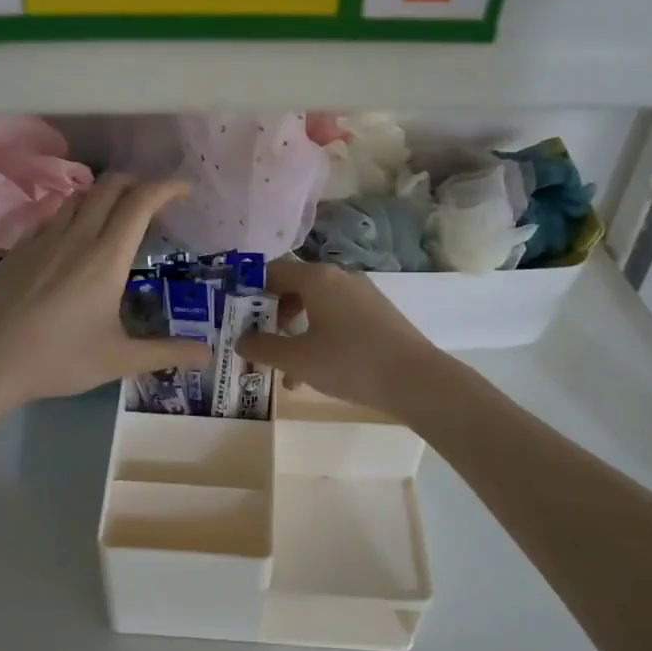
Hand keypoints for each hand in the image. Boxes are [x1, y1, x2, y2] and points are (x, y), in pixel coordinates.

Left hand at [0, 175, 209, 413]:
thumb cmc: (58, 359)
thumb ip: (166, 352)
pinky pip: (54, 214)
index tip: (184, 190)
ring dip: (105, 194)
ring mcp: (44, 238)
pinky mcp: (20, 247)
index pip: (140, 203)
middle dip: (138, 183)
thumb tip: (208, 355)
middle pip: (110, 187)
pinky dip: (76, 211)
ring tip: (118, 214)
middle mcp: (77, 237)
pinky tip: (75, 235)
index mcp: (106, 258)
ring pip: (80, 196)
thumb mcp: (118, 359)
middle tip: (154, 202)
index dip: (166, 188)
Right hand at [237, 258, 443, 414]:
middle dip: (272, 317)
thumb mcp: (298, 359)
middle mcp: (339, 277)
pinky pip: (337, 318)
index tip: (235, 314)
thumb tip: (240, 339)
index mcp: (316, 278)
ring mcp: (361, 294)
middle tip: (258, 343)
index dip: (249, 290)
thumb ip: (263, 347)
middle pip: (293, 288)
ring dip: (295, 335)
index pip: (272, 271)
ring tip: (286, 373)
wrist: (416, 379)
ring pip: (315, 308)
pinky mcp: (377, 314)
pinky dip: (319, 338)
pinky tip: (315, 374)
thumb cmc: (350, 362)